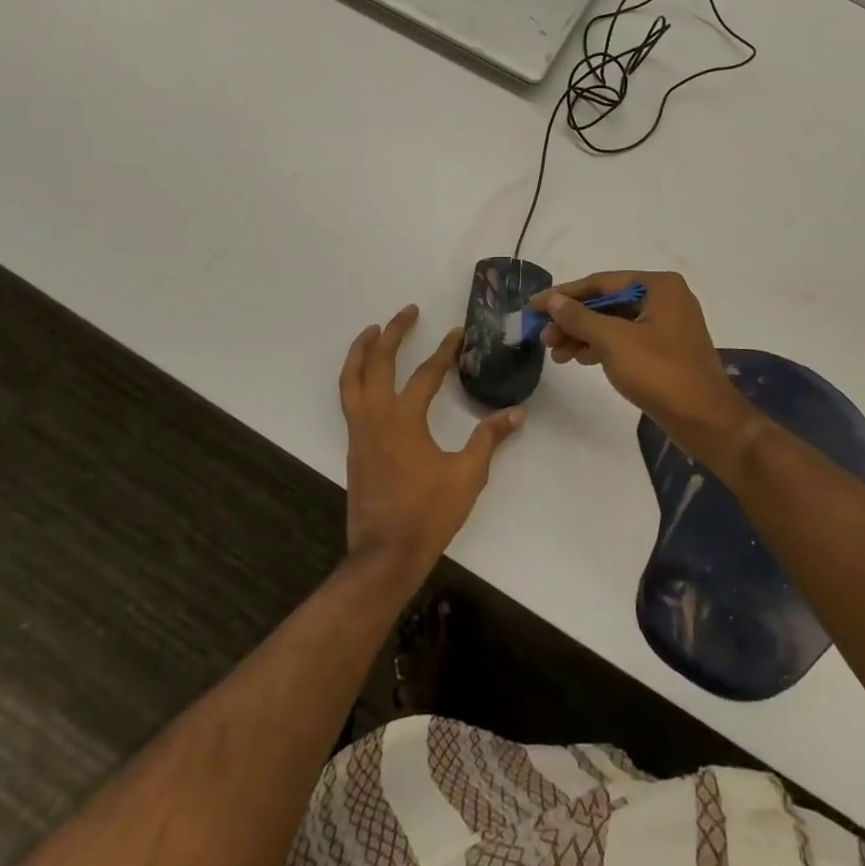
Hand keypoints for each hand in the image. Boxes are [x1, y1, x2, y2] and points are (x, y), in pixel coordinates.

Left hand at [339, 305, 523, 583]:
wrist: (385, 553)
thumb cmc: (428, 513)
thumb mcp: (467, 475)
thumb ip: (489, 439)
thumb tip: (515, 413)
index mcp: (403, 419)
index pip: (426, 374)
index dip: (444, 352)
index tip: (457, 333)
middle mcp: (375, 417)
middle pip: (377, 362)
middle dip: (393, 333)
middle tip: (407, 312)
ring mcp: (359, 432)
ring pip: (351, 379)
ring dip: (362, 351)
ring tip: (373, 331)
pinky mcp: (354, 447)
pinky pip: (349, 399)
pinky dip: (355, 378)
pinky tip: (367, 379)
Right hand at [536, 271, 758, 464]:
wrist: (705, 420)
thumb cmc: (660, 373)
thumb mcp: (614, 341)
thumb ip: (580, 317)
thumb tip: (552, 300)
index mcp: (659, 286)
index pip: (601, 282)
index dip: (565, 295)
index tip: (535, 306)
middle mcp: (665, 298)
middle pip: (607, 302)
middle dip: (573, 319)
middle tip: (542, 336)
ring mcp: (667, 325)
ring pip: (614, 322)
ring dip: (583, 335)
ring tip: (555, 352)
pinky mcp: (665, 349)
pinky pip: (625, 339)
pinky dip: (601, 346)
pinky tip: (578, 358)